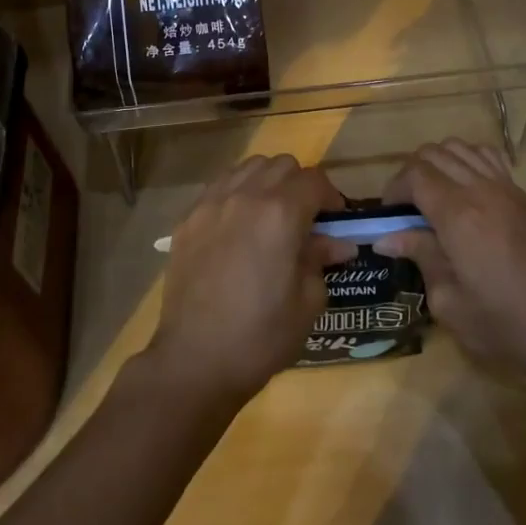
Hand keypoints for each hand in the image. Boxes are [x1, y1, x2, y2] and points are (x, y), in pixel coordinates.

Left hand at [145, 154, 352, 405]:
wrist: (195, 360)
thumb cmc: (261, 336)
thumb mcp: (307, 302)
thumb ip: (321, 260)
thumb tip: (337, 243)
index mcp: (281, 214)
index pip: (314, 180)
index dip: (331, 197)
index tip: (335, 220)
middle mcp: (246, 196)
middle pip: (282, 165)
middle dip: (300, 185)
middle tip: (304, 218)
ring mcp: (212, 203)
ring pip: (248, 167)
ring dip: (267, 182)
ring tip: (269, 216)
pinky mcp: (188, 218)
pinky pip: (219, 186)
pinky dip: (236, 193)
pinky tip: (238, 225)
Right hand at [375, 139, 525, 381]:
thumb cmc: (505, 325)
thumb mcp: (449, 302)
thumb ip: (420, 258)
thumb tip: (388, 238)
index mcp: (458, 215)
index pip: (414, 174)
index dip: (394, 189)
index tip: (389, 217)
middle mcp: (480, 190)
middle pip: (433, 153)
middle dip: (411, 174)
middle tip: (406, 210)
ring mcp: (505, 188)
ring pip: (459, 148)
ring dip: (438, 164)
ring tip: (433, 197)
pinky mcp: (522, 196)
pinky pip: (488, 157)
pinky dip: (468, 160)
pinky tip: (465, 189)